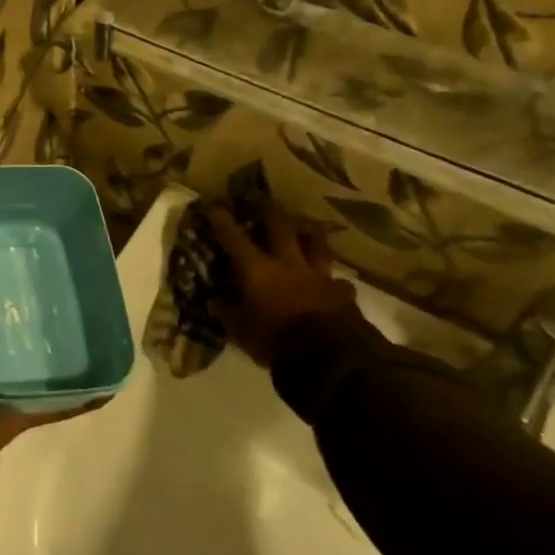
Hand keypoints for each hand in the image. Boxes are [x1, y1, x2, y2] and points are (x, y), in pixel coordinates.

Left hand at [0, 193, 99, 475]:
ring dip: (74, 334)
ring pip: (52, 346)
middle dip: (55, 289)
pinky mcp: (27, 403)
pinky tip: (113, 378)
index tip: (47, 225)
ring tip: (107, 312)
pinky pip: (63, 398)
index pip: (4, 270)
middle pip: (32, 306)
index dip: (22, 249)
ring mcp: (15, 370)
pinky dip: (86, 391)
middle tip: (87, 266)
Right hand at [206, 198, 357, 369]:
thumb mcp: (241, 331)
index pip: (234, 238)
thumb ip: (228, 313)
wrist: (329, 358)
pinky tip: (336, 283)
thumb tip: (214, 302)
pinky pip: (339, 282)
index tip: (212, 203)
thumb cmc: (275, 341)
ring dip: (311, 234)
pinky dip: (335, 281)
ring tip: (308, 226)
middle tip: (263, 197)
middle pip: (280, 227)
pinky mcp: (342, 294)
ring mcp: (319, 276)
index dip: (221, 219)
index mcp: (258, 270)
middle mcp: (288, 264)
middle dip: (269, 210)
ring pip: (317, 245)